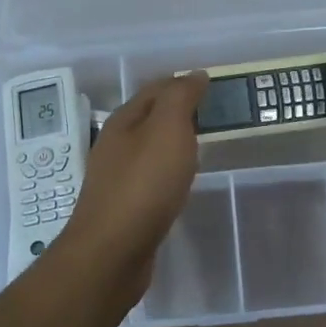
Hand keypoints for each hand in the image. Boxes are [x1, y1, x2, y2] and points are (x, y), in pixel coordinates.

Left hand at [55, 73, 207, 298]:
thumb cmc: (144, 184)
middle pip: (149, 118)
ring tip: (201, 144)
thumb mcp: (167, 130)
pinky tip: (180, 181)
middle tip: (212, 114)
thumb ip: (180, 99)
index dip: (182, 83)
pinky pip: (150, 177)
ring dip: (173, 141)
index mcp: (124, 121)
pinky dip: (168, 170)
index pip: (155, 90)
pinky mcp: (124, 207)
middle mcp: (115, 145)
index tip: (211, 85)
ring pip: (149, 148)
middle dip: (178, 111)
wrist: (113, 251)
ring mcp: (117, 178)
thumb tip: (194, 75)